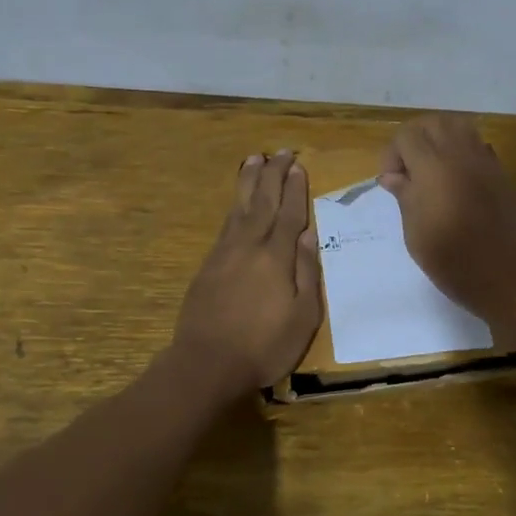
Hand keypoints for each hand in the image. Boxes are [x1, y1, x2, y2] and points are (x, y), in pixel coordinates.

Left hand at [173, 150, 323, 393]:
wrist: (206, 363)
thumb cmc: (264, 346)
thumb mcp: (303, 318)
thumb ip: (307, 274)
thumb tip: (309, 237)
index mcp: (276, 258)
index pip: (289, 214)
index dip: (295, 189)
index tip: (299, 166)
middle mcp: (249, 246)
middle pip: (263, 202)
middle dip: (273, 175)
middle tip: (281, 152)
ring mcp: (224, 254)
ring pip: (240, 208)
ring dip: (249, 182)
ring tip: (255, 160)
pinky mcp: (208, 265)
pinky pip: (225, 224)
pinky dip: (235, 206)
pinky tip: (238, 202)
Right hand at [379, 115, 515, 323]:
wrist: (512, 281)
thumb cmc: (455, 263)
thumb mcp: (416, 234)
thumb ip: (405, 197)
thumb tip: (393, 176)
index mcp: (434, 167)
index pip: (407, 135)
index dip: (393, 154)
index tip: (391, 183)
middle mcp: (462, 155)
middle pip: (434, 122)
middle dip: (414, 139)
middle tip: (408, 171)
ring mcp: (487, 162)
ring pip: (459, 126)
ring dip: (439, 140)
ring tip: (430, 172)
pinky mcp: (503, 175)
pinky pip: (478, 146)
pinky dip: (461, 152)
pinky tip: (456, 183)